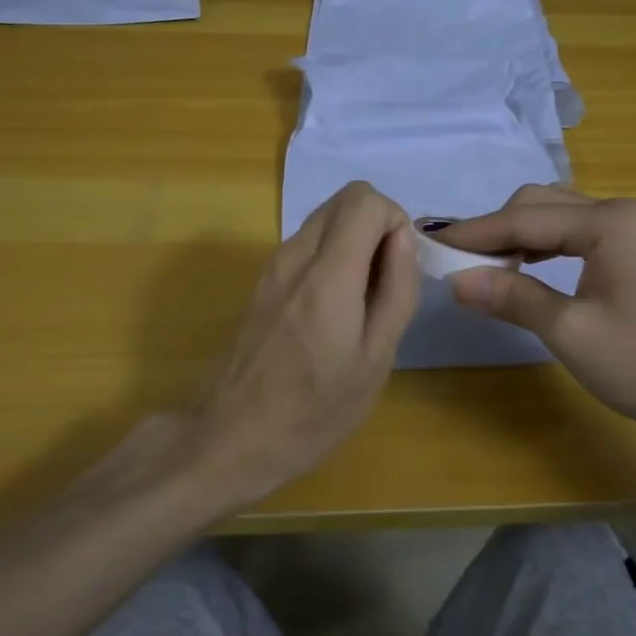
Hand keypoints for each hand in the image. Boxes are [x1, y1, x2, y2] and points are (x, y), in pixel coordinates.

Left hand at [189, 181, 416, 504]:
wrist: (231, 437)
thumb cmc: (314, 410)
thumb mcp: (375, 359)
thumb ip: (396, 290)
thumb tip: (403, 239)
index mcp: (328, 274)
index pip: (365, 199)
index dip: (395, 221)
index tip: (400, 268)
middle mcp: (295, 255)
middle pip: (345, 199)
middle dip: (377, 226)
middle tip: (386, 282)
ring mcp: (273, 265)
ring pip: (325, 219)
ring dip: (354, 242)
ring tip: (362, 302)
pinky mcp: (263, 281)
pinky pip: (307, 244)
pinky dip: (332, 256)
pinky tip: (334, 311)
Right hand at [438, 186, 635, 441]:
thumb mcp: (570, 331)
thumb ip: (512, 296)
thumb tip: (457, 280)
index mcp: (608, 222)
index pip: (523, 219)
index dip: (474, 233)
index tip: (430, 242)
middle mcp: (620, 213)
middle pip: (541, 205)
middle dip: (496, 229)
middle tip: (456, 259)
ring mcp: (634, 232)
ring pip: (559, 218)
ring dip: (519, 237)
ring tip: (483, 265)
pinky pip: (578, 236)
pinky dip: (545, 248)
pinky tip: (526, 269)